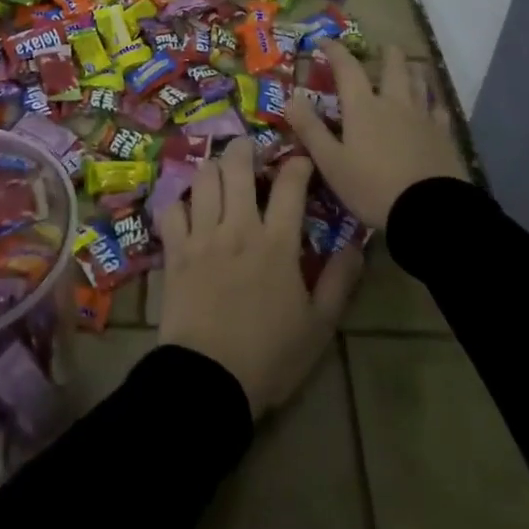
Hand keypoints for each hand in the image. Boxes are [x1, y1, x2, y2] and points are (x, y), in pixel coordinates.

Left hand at [154, 139, 363, 417]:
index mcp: (277, 243)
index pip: (290, 185)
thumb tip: (357, 245)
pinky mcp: (175, 250)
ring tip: (220, 175)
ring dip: (213, 169)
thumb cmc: (270, 356)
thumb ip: (339, 281)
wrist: (210, 379)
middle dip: (245, 149)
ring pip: (203, 178)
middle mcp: (239, 227)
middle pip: (237, 166)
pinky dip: (179, 202)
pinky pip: (171, 209)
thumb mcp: (319, 326)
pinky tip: (188, 209)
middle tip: (251, 151)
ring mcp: (202, 235)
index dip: (298, 164)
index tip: (302, 160)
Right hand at [285, 41, 466, 227]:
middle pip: (394, 67)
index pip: (347, 68)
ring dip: (413, 71)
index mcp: (363, 107)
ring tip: (410, 67)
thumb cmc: (372, 187)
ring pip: (420, 83)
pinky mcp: (444, 136)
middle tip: (383, 48)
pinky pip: (439, 110)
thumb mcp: (331, 162)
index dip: (335, 51)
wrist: (429, 212)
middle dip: (387, 54)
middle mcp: (394, 104)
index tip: (324, 41)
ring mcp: (423, 118)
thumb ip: (310, 129)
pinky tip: (433, 107)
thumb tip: (291, 98)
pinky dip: (433, 103)